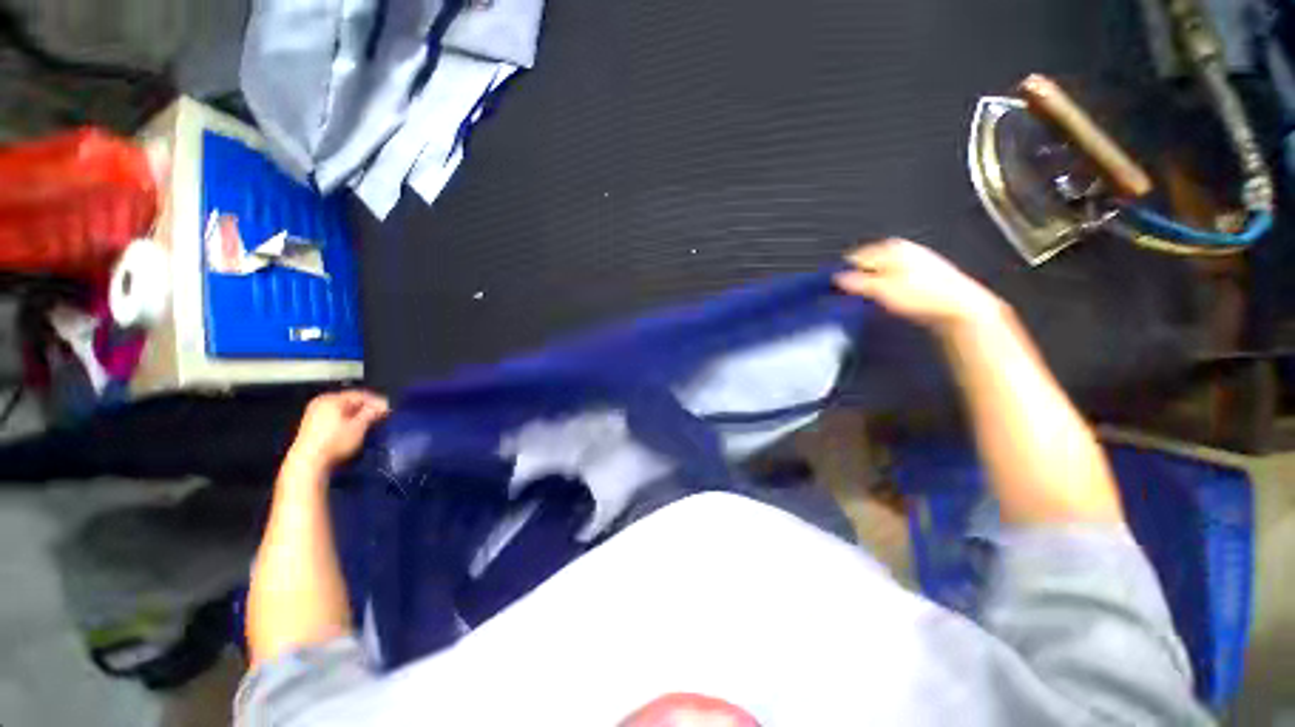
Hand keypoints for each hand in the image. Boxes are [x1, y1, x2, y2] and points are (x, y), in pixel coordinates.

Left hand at [288, 390, 390, 470]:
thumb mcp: (359, 427)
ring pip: (342, 410)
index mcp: (331, 399)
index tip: (389, 411)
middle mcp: (321, 402)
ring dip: (357, 416)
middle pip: (350, 402)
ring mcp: (313, 414)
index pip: (361, 395)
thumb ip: (372, 413)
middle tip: (380, 417)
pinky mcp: (311, 426)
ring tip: (369, 424)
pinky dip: (346, 421)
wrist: (308, 463)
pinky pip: (334, 418)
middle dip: (366, 409)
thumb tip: (383, 405)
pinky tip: (353, 430)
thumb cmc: (335, 442)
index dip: (377, 402)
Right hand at [834, 238, 1005, 335]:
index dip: (842, 272)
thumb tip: (836, 278)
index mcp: (890, 248)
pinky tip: (887, 298)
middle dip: (857, 276)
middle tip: (849, 295)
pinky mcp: (921, 273)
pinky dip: (884, 285)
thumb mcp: (882, 290)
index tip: (834, 288)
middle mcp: (902, 249)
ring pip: (880, 269)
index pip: (855, 256)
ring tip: (867, 299)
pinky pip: (893, 276)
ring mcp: (913, 259)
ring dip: (870, 283)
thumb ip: (856, 282)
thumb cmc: (921, 295)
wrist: (960, 306)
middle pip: (868, 261)